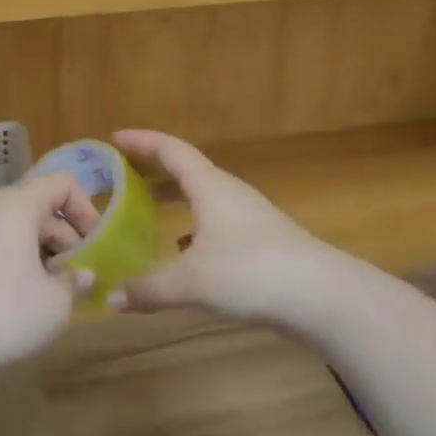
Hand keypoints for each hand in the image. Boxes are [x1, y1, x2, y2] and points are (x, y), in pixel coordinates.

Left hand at [0, 173, 101, 385]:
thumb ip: (76, 282)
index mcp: (16, 203)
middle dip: (66, 239)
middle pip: (38, 208)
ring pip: (15, 230)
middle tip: (81, 278)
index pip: (61, 184)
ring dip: (41, 255)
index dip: (86, 209)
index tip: (99, 245)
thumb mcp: (54, 303)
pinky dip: (14, 264)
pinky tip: (21, 303)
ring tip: (55, 295)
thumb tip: (84, 274)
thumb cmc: (2, 313)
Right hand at [110, 130, 338, 324]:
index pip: (170, 150)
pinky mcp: (262, 242)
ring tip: (148, 210)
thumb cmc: (251, 272)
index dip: (142, 141)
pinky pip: (216, 221)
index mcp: (209, 186)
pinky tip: (185, 251)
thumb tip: (112, 298)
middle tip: (123, 174)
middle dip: (154, 169)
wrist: (323, 295)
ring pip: (203, 197)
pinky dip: (193, 226)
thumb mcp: (192, 282)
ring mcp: (248, 216)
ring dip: (175, 198)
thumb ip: (150, 288)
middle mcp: (228, 193)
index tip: (115, 138)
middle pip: (186, 170)